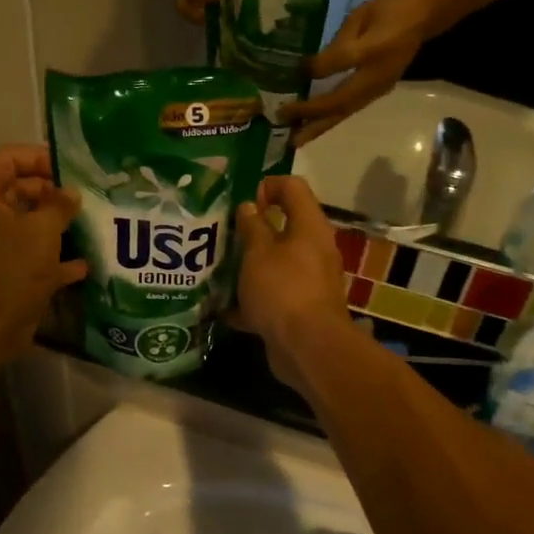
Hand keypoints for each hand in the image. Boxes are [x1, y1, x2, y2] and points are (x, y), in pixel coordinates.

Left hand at [0, 145, 86, 369]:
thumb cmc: (9, 267)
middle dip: (53, 194)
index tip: (70, 169)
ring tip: (91, 224)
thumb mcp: (41, 229)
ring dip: (57, 226)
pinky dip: (55, 259)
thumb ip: (59, 205)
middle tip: (86, 198)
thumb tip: (71, 193)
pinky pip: (32, 258)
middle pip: (18, 191)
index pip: (6, 159)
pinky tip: (84, 264)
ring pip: (27, 226)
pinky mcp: (4, 275)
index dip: (38, 157)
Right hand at [231, 175, 350, 393]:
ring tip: (218, 268)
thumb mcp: (258, 253)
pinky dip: (252, 299)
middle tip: (223, 235)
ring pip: (276, 264)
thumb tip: (249, 206)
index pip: (293, 188)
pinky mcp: (300, 309)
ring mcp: (309, 282)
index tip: (241, 202)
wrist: (307, 347)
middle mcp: (314, 250)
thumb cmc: (282, 290)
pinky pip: (273, 295)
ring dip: (249, 265)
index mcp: (309, 228)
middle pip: (284, 227)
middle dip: (252, 230)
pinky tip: (224, 307)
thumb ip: (252, 227)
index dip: (267, 186)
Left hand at [281, 0, 436, 145]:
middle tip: (285, 124)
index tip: (294, 74)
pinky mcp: (375, 93)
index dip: (317, 69)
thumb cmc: (389, 11)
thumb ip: (339, 44)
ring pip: (345, 112)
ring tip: (296, 139)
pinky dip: (330, 120)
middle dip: (312, 115)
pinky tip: (313, 127)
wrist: (423, 16)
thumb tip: (311, 67)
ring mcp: (377, 89)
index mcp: (375, 51)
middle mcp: (376, 78)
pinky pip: (350, 110)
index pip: (341, 63)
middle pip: (341, 102)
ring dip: (320, 126)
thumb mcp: (361, 17)